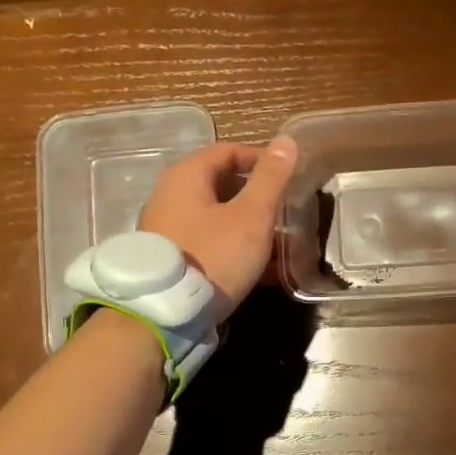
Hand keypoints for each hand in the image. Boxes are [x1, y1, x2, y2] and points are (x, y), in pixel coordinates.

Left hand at [139, 138, 297, 317]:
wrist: (165, 314)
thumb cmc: (213, 256)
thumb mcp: (251, 216)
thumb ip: (271, 178)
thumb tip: (287, 140)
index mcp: (187, 175)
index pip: (229, 151)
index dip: (262, 160)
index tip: (290, 178)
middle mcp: (170, 195)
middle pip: (222, 184)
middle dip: (258, 197)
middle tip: (287, 213)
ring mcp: (166, 228)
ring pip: (217, 217)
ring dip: (249, 226)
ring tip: (280, 245)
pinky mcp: (170, 257)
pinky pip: (208, 242)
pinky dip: (234, 247)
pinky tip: (260, 269)